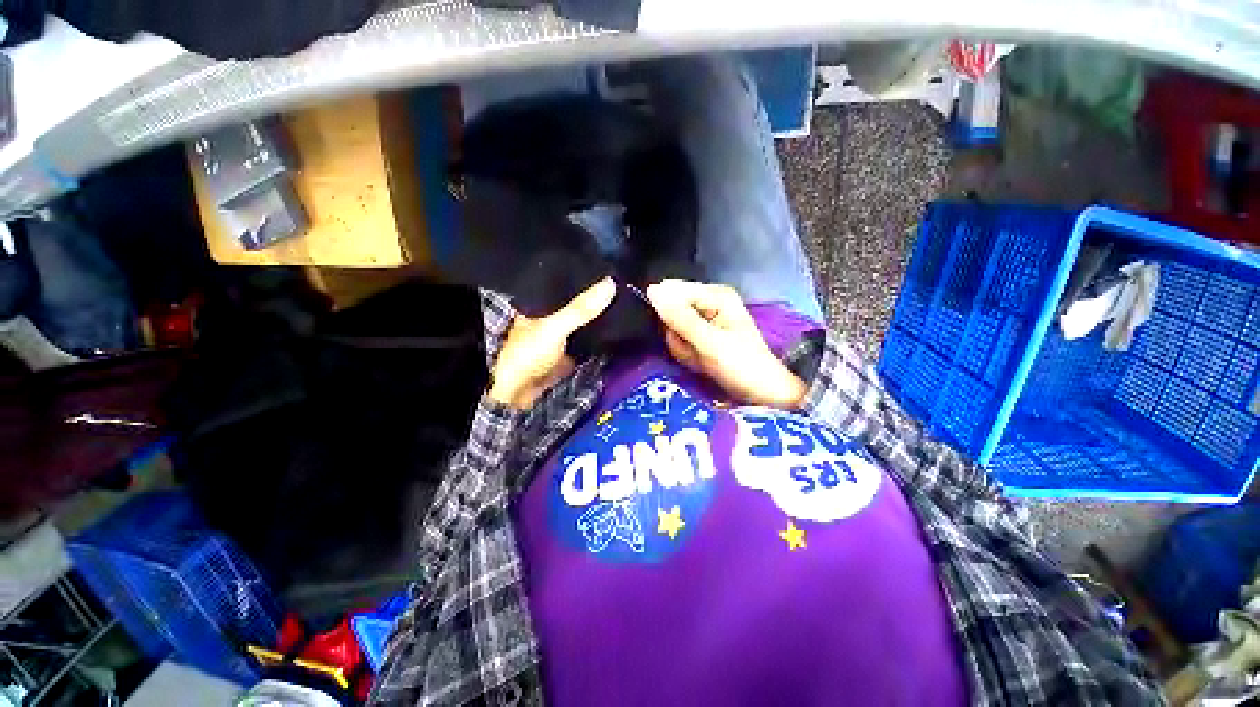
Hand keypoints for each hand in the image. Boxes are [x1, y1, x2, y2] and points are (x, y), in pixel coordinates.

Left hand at [488, 277, 616, 409]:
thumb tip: (610, 284)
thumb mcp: (554, 326)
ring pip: (585, 320)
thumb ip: (580, 308)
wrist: (519, 394)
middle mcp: (551, 316)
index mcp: (541, 302)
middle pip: (579, 302)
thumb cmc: (529, 353)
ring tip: (628, 299)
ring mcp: (562, 335)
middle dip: (598, 295)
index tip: (611, 265)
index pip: (567, 281)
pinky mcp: (570, 351)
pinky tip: (618, 326)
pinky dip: (600, 335)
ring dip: (601, 315)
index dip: (585, 273)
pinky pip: (588, 339)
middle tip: (626, 282)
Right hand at [645, 279, 806, 408]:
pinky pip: (679, 341)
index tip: (682, 337)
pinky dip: (687, 355)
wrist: (761, 394)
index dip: (670, 317)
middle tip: (696, 352)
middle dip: (677, 336)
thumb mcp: (709, 342)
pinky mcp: (700, 335)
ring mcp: (704, 319)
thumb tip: (652, 290)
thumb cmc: (741, 366)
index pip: (671, 293)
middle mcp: (708, 301)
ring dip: (682, 349)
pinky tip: (701, 364)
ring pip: (672, 330)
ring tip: (701, 360)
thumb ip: (680, 318)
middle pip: (670, 312)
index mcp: (715, 294)